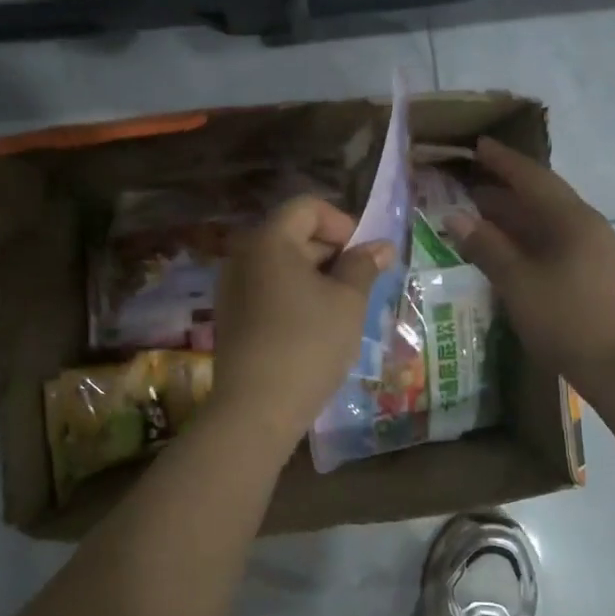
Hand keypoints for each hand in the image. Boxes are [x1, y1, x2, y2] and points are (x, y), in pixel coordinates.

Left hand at [212, 196, 393, 445]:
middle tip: (361, 283)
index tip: (364, 255)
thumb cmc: (309, 344)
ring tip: (343, 307)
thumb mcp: (347, 302)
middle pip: (293, 233)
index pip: (308, 207)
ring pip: (282, 264)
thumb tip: (382, 246)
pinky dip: (295, 295)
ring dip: (316, 275)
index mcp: (269, 240)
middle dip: (332, 251)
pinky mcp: (232, 315)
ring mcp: (232, 287)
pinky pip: (268, 289)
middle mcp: (243, 255)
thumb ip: (364, 266)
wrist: (256, 408)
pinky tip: (316, 325)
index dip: (342, 222)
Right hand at [448, 137, 614, 399]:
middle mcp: (592, 228)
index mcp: (573, 221)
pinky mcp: (605, 278)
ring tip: (485, 220)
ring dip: (519, 219)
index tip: (479, 146)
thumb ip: (487, 247)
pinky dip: (533, 242)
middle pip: (545, 199)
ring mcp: (603, 253)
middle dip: (507, 192)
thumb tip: (456, 216)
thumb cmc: (569, 322)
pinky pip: (562, 246)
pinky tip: (517, 256)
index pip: (533, 179)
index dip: (504, 162)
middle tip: (470, 187)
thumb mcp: (519, 284)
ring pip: (553, 225)